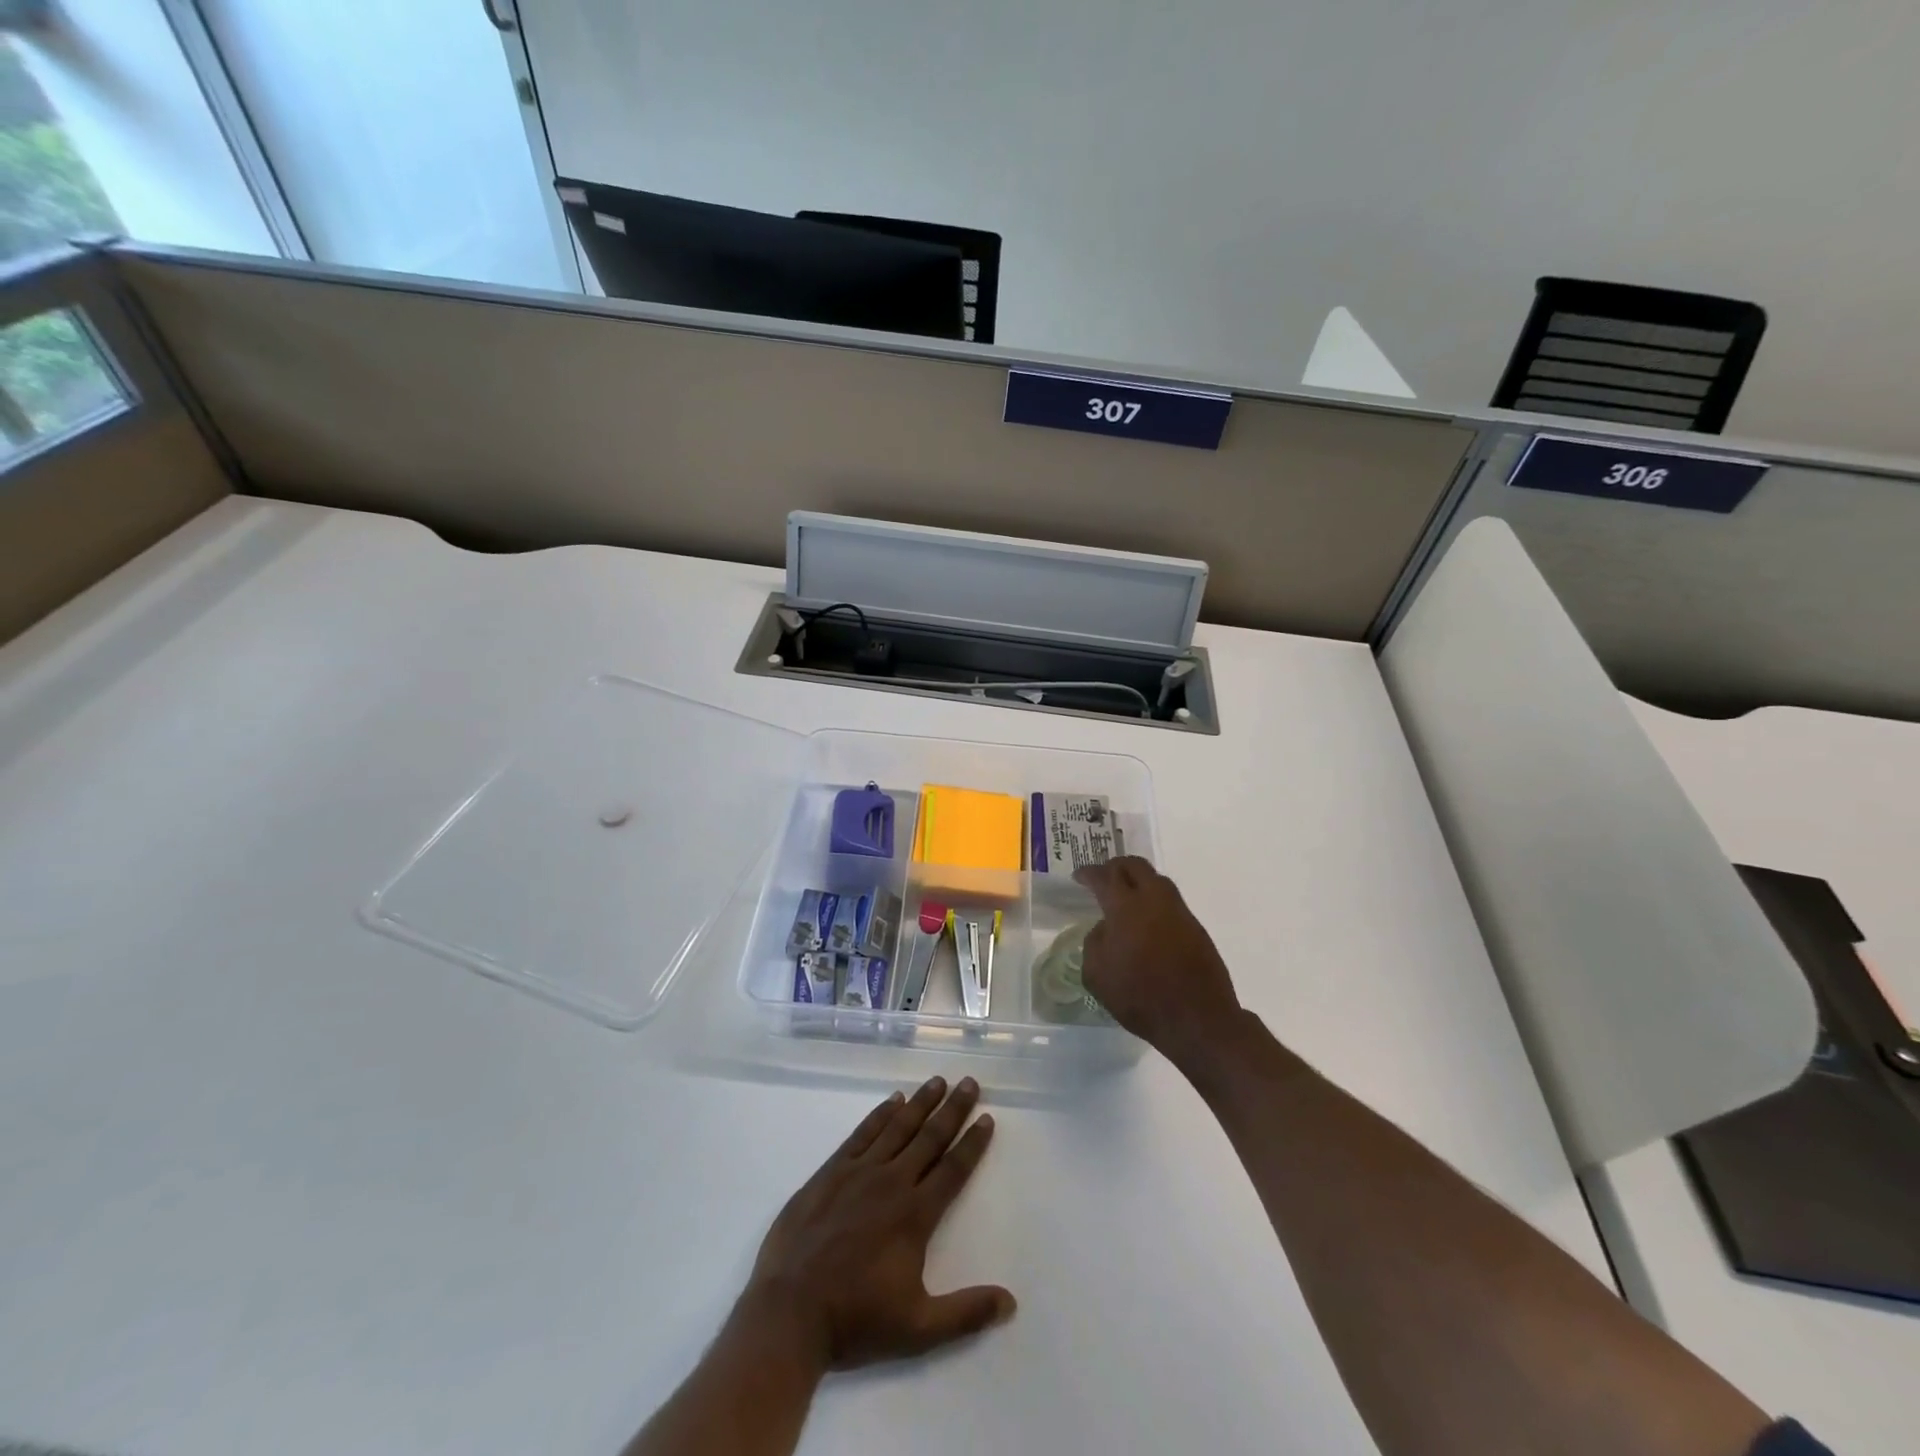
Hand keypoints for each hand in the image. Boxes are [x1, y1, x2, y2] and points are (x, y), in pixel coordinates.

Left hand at [743, 1075, 1014, 1372]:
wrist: (789, 1313)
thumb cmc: (856, 1320)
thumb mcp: (918, 1329)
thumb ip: (966, 1313)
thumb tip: (1011, 1302)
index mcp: (915, 1215)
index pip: (953, 1169)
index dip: (973, 1143)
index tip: (987, 1118)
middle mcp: (892, 1182)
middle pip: (930, 1137)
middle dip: (953, 1109)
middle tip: (969, 1082)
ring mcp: (859, 1172)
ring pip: (898, 1127)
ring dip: (920, 1102)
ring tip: (937, 1081)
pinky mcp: (830, 1172)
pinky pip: (862, 1134)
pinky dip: (880, 1114)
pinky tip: (892, 1101)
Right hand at [1074, 857, 1242, 1068]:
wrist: (1198, 1018)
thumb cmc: (1141, 997)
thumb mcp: (1097, 975)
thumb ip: (1094, 943)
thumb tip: (1105, 928)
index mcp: (1125, 907)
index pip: (1104, 877)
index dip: (1088, 873)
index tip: (1079, 876)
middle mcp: (1154, 900)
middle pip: (1135, 866)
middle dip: (1116, 866)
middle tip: (1103, 876)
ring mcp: (1179, 912)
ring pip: (1156, 880)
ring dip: (1138, 880)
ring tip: (1126, 895)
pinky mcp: (1195, 927)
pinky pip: (1170, 901)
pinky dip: (1153, 900)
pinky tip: (1146, 919)